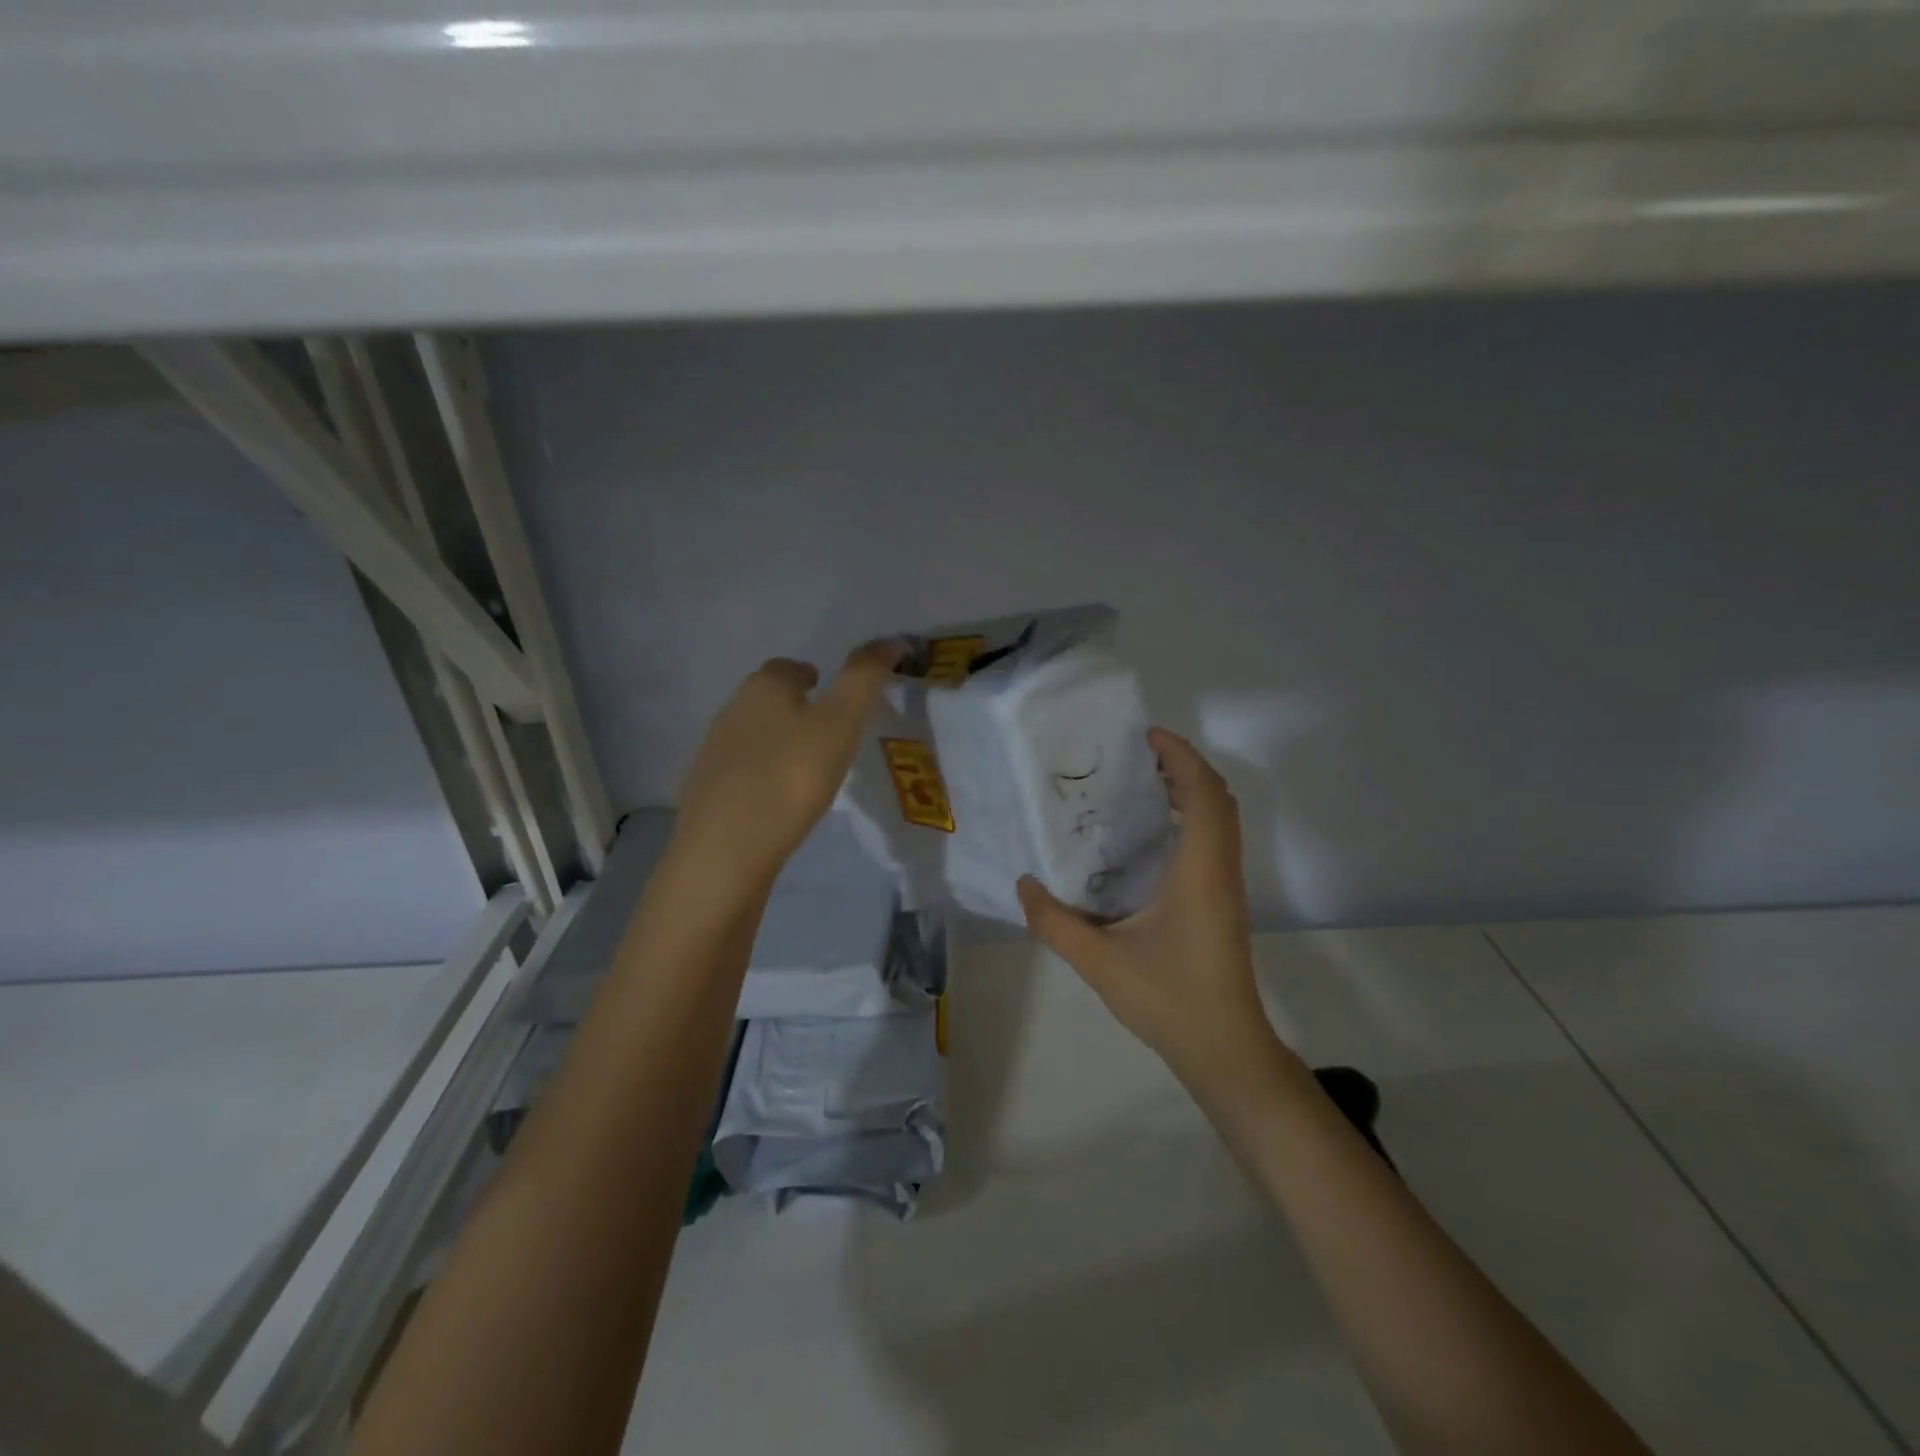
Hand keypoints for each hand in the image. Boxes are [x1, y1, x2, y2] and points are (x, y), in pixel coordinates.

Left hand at [672, 640, 902, 892]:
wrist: (726, 849)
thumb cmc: (791, 777)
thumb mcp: (841, 723)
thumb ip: (865, 679)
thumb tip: (891, 640)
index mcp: (765, 686)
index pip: (791, 667)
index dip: (816, 677)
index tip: (838, 700)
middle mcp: (733, 708)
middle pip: (769, 697)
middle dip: (796, 707)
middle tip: (829, 733)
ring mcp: (714, 750)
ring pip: (755, 733)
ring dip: (780, 740)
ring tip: (809, 767)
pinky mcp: (707, 789)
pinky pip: (743, 769)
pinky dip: (763, 773)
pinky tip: (780, 798)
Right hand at [1017, 728, 1285, 1093]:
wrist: (1225, 1049)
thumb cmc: (1169, 999)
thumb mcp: (1100, 962)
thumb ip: (1055, 922)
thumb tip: (1024, 884)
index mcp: (1199, 871)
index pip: (1204, 794)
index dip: (1181, 757)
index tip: (1146, 737)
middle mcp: (1220, 869)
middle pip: (1218, 798)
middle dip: (1184, 766)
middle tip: (1138, 755)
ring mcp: (1227, 887)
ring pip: (1221, 820)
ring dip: (1191, 791)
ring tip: (1143, 784)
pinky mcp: (1224, 902)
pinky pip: (1215, 840)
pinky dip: (1193, 817)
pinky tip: (1154, 836)